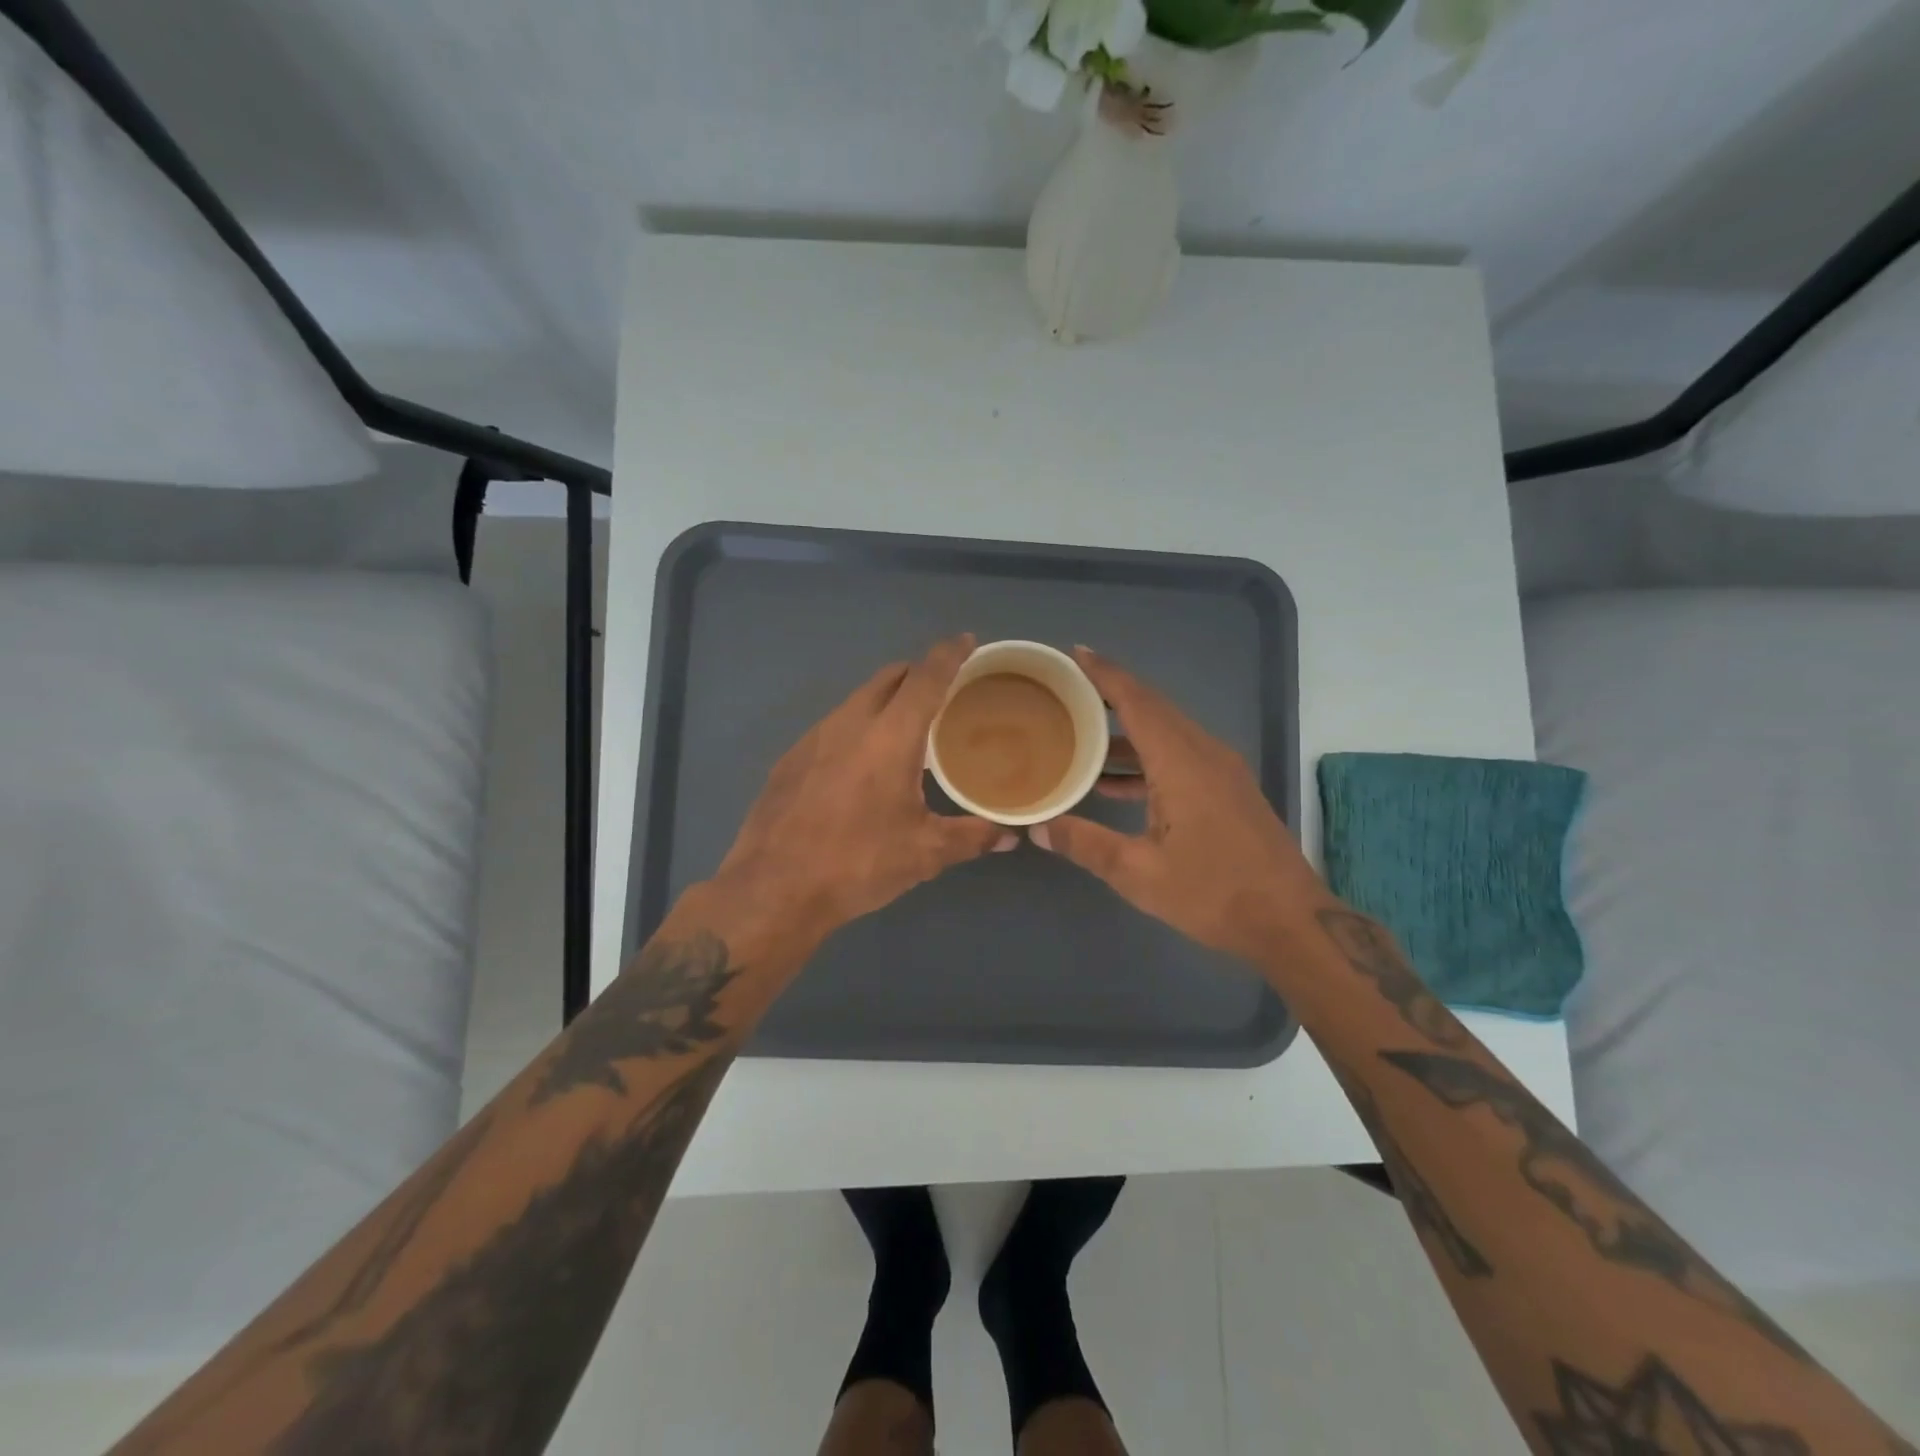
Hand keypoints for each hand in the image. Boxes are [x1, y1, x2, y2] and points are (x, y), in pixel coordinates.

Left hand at [711, 634, 1014, 951]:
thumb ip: (971, 836)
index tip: (967, 640)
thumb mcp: (923, 853)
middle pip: (889, 677)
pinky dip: (859, 726)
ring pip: (858, 699)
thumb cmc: (857, 863)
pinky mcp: (791, 757)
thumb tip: (1009, 834)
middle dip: (918, 673)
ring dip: (886, 700)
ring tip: (907, 727)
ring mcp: (814, 737)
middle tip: (944, 690)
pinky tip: (862, 763)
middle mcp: (850, 723)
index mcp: (890, 736)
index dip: (950, 654)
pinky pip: (835, 725)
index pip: (926, 677)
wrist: (773, 889)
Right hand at [1032, 647, 1331, 966]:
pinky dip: (1146, 757)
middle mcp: (1204, 753)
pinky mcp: (1228, 789)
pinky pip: (1179, 755)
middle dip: (1111, 693)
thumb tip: (1038, 827)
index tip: (1075, 652)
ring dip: (1126, 730)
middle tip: (1068, 688)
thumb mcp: (1138, 873)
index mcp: (1181, 762)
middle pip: (1153, 708)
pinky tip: (1115, 784)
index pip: (1137, 702)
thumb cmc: (1213, 893)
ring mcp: (1221, 770)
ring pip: (1167, 732)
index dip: (1105, 674)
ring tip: (1081, 734)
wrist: (1290, 921)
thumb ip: (1086, 844)